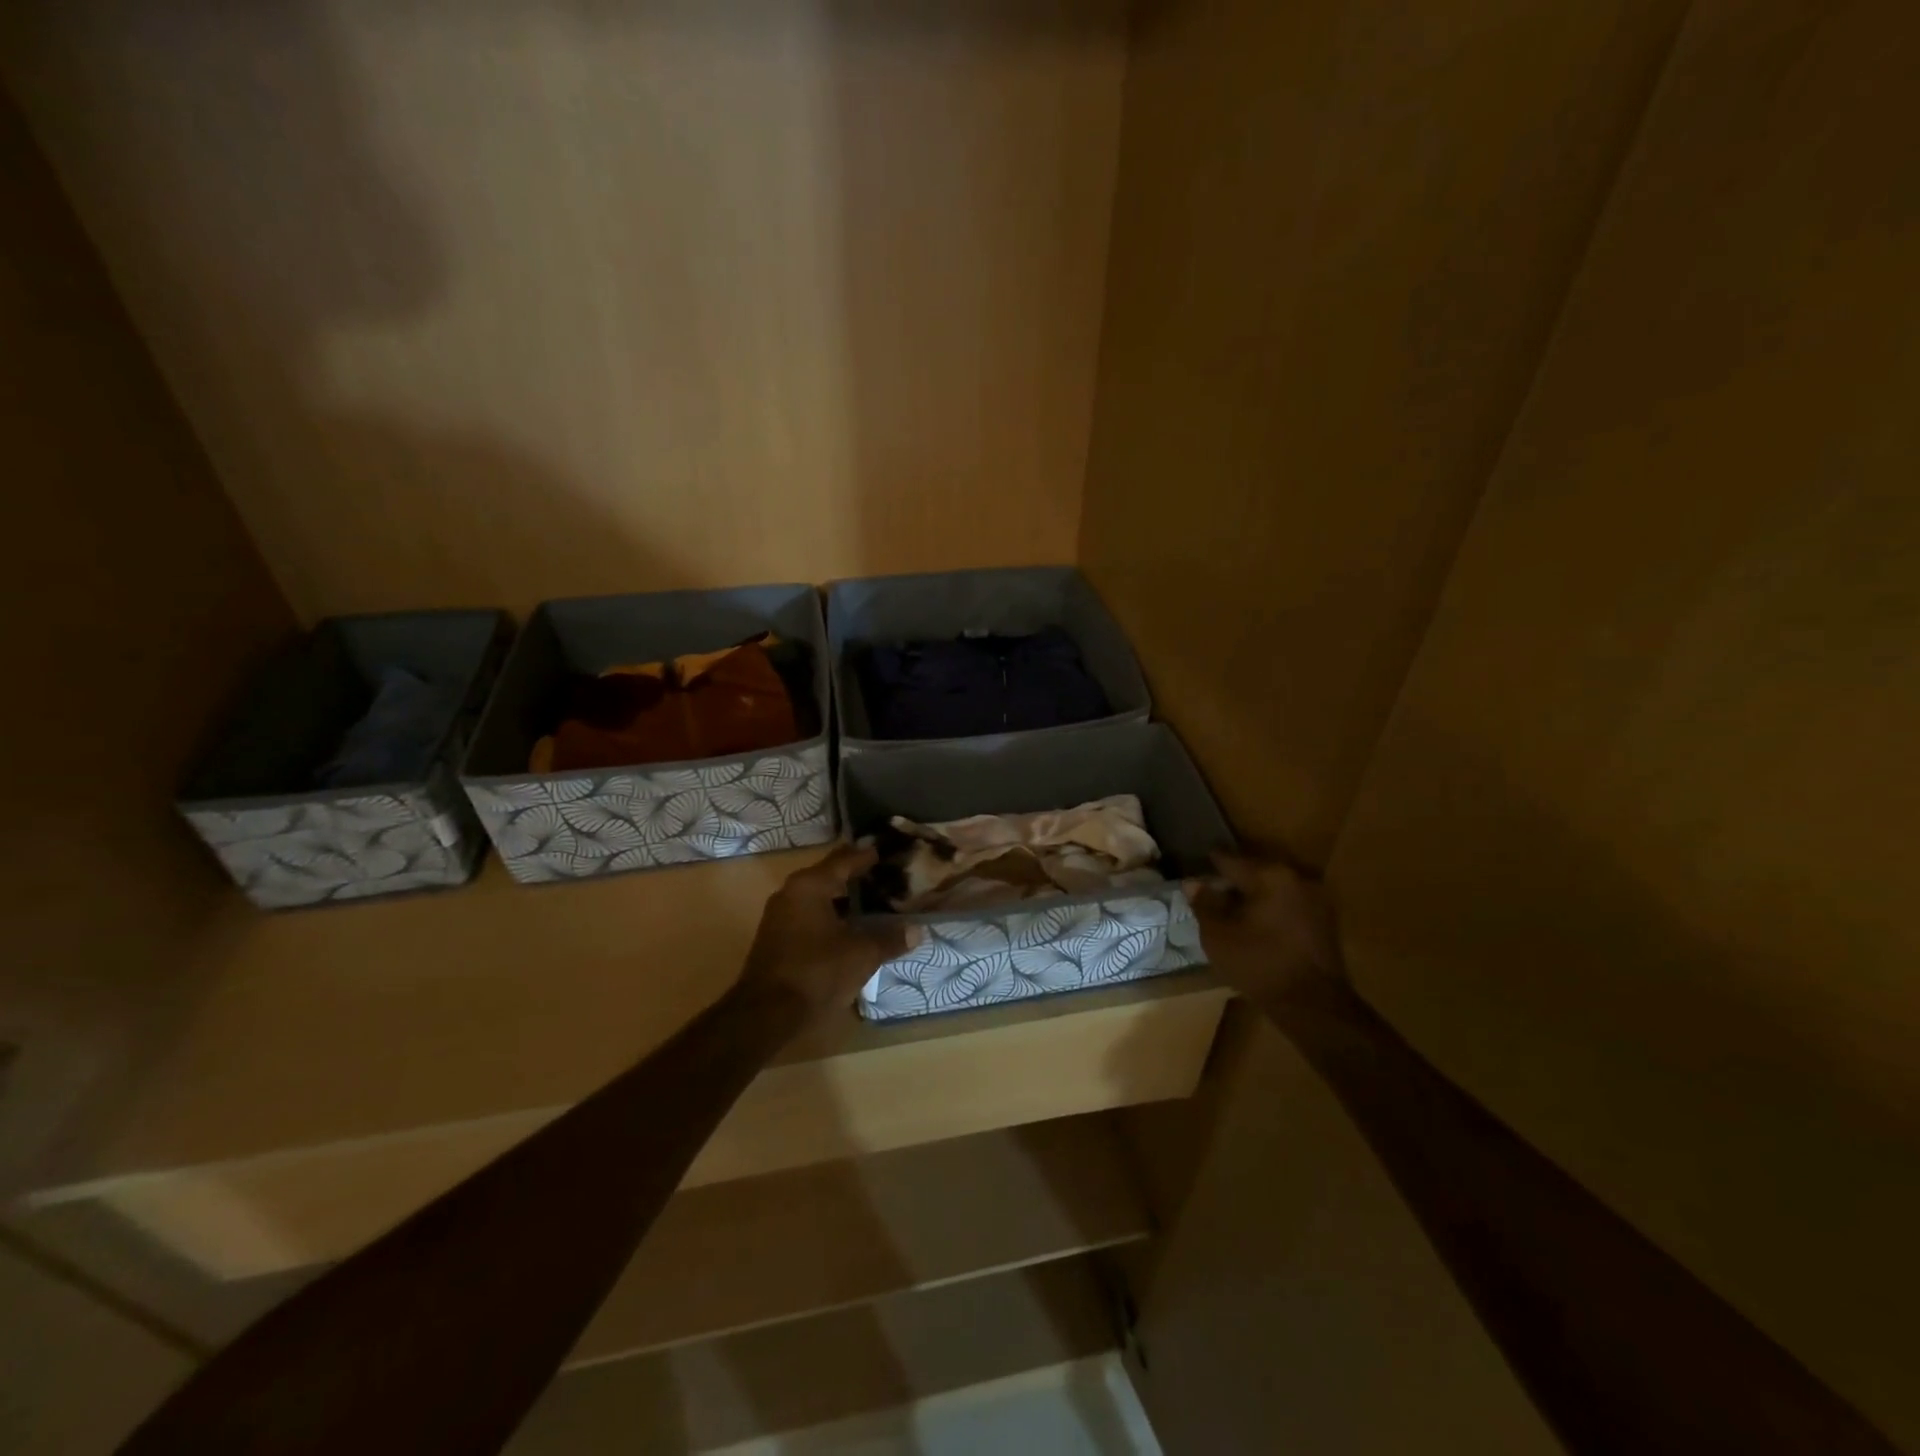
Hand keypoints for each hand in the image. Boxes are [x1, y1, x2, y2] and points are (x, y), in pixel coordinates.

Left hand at [737, 845, 907, 1017]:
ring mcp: (780, 915)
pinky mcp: (777, 938)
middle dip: (857, 877)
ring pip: (819, 897)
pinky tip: (850, 928)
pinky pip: (810, 915)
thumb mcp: (861, 955)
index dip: (868, 856)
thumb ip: (889, 938)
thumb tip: (916, 930)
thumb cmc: (816, 972)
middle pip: (830, 875)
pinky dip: (831, 916)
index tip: (889, 852)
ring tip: (874, 902)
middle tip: (887, 877)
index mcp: (810, 885)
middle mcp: (791, 892)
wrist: (765, 1014)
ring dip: (844, 899)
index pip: (845, 859)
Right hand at [1185, 850, 1348, 1012]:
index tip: (1193, 870)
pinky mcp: (1325, 920)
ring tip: (1233, 911)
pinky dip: (1271, 909)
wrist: (1313, 1006)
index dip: (1208, 865)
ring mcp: (1316, 898)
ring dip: (1254, 896)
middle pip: (1254, 871)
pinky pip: (1289, 903)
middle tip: (1211, 894)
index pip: (1230, 860)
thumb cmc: (1259, 964)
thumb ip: (1204, 903)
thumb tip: (1193, 883)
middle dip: (1232, 881)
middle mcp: (1297, 877)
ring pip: (1274, 888)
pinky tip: (1257, 925)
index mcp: (1270, 875)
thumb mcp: (1218, 935)